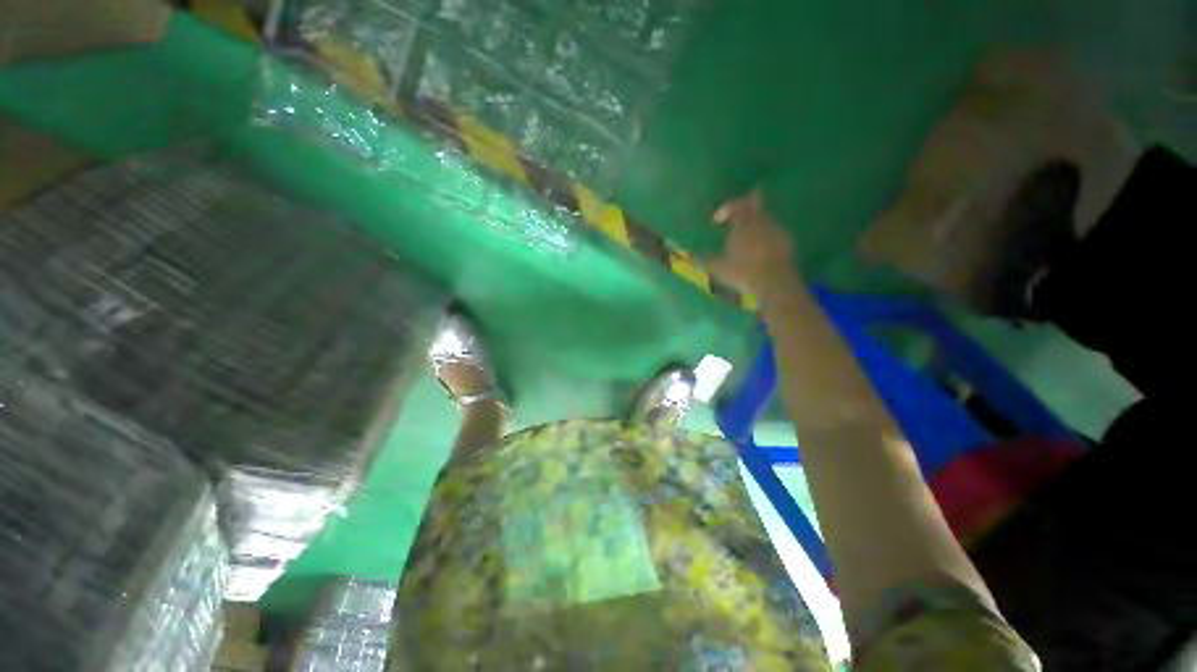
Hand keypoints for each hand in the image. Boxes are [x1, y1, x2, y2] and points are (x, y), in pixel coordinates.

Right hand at [707, 190, 799, 297]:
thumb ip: (702, 260)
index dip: (726, 209)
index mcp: (743, 223)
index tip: (716, 222)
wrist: (775, 282)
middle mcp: (761, 220)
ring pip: (765, 219)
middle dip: (745, 211)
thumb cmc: (742, 271)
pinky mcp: (788, 242)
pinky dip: (767, 239)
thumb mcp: (717, 267)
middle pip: (755, 205)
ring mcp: (777, 229)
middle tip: (736, 223)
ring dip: (755, 226)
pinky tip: (761, 253)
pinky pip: (775, 234)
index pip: (736, 204)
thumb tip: (689, 256)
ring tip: (746, 242)